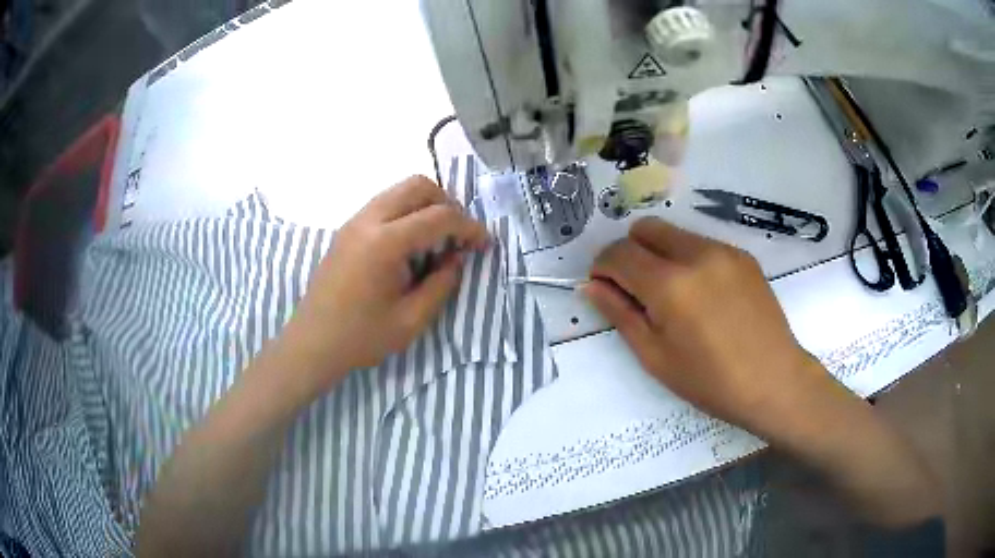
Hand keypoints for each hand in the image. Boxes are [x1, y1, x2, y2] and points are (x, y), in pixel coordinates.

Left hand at [282, 176, 487, 396]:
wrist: (313, 343)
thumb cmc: (361, 338)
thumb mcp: (411, 320)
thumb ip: (441, 284)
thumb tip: (456, 258)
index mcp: (384, 243)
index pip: (438, 217)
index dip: (469, 227)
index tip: (484, 244)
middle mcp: (368, 221)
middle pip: (417, 186)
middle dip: (447, 204)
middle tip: (458, 236)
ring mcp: (354, 222)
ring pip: (399, 191)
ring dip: (426, 206)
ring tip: (438, 240)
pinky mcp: (347, 230)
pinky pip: (384, 205)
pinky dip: (406, 213)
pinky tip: (410, 245)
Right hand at [583, 217, 828, 433]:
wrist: (774, 381)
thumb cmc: (710, 381)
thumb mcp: (656, 356)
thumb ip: (620, 314)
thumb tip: (591, 287)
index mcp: (670, 284)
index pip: (619, 253)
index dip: (602, 267)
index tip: (603, 287)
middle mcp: (696, 254)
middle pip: (645, 228)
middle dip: (630, 252)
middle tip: (636, 289)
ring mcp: (723, 250)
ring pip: (674, 233)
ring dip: (660, 255)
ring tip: (673, 296)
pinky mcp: (742, 256)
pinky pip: (702, 245)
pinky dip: (689, 260)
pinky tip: (704, 296)